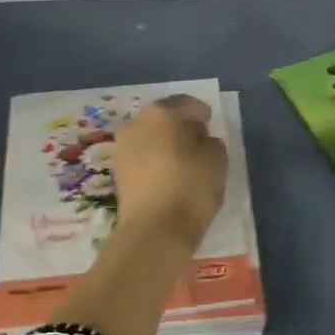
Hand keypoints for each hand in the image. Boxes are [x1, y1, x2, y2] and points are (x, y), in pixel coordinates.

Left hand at [113, 96, 228, 248]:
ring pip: (151, 139)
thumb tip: (201, 143)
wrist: (155, 230)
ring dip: (166, 146)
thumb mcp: (217, 160)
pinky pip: (143, 159)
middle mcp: (136, 124)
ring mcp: (122, 149)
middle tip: (200, 144)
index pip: (186, 104)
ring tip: (185, 164)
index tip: (211, 124)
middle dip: (182, 128)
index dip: (202, 113)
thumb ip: (212, 144)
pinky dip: (156, 163)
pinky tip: (169, 178)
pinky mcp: (118, 174)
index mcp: (161, 113)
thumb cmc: (190, 186)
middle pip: (164, 119)